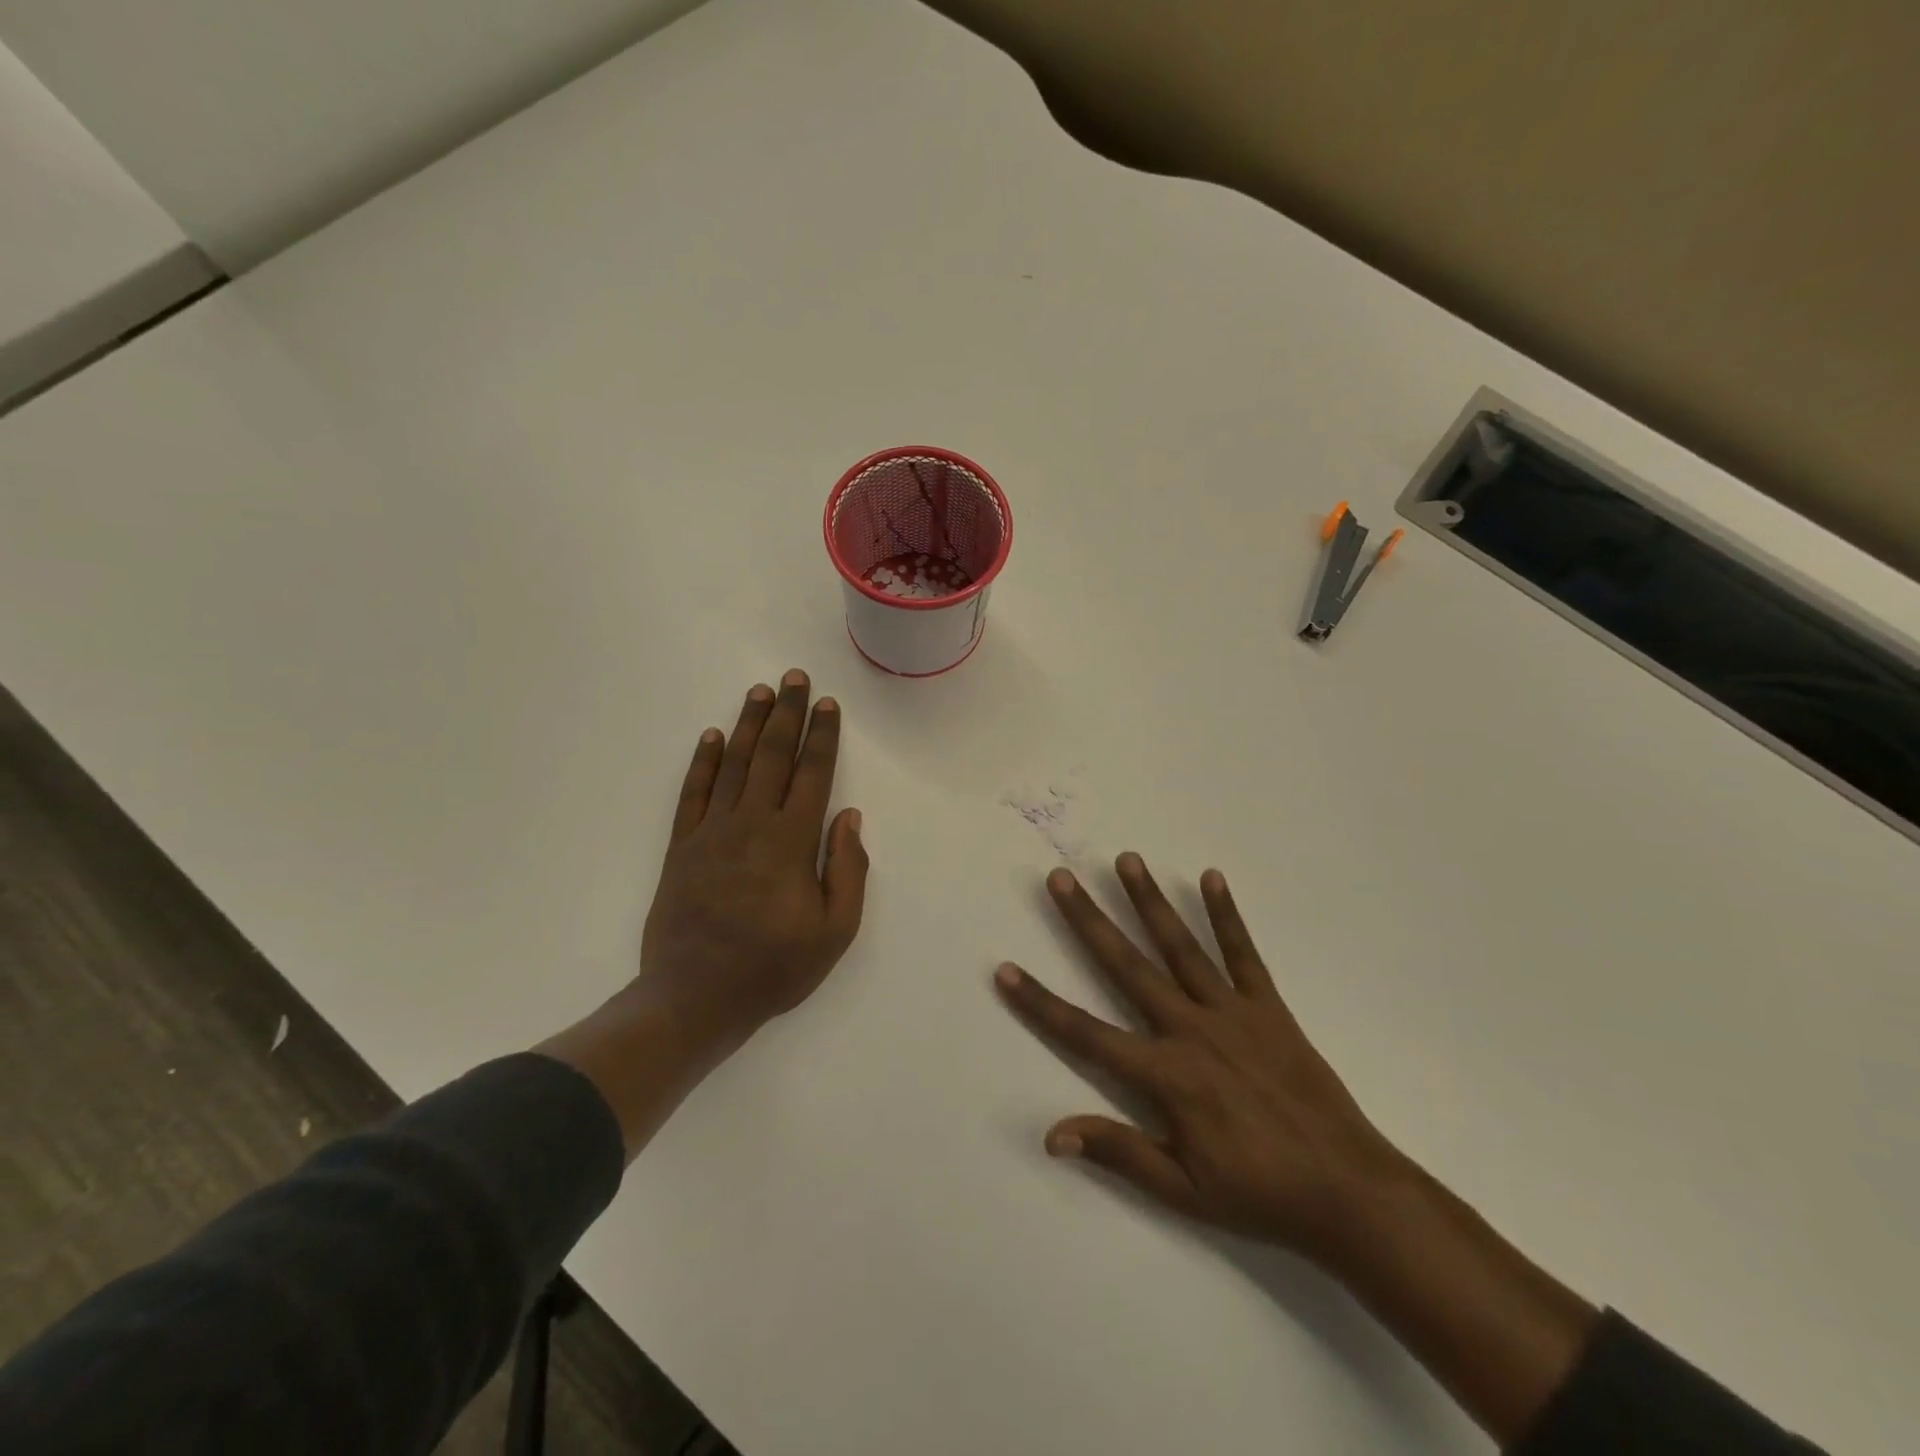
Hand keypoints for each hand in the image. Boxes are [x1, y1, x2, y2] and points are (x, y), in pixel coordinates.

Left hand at [639, 669, 869, 1055]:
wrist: (694, 998)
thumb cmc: (773, 967)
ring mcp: (711, 832)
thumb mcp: (834, 931)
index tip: (827, 705)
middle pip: (773, 756)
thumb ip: (847, 869)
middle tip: (794, 678)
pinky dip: (702, 762)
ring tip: (760, 692)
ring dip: (749, 725)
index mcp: (791, 842)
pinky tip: (712, 737)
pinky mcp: (681, 847)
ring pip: (733, 765)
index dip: (822, 736)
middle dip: (787, 714)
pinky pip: (692, 793)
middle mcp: (751, 824)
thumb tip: (849, 817)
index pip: (812, 774)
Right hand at [996, 854, 1407, 1266]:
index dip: (1040, 1002)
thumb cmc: (1259, 1194)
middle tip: (1062, 878)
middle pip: (1127, 965)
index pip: (1085, 1033)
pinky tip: (1210, 878)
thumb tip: (1052, 1135)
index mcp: (1166, 1075)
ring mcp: (1232, 1012)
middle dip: (1089, 920)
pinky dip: (1226, 915)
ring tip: (1126, 859)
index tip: (1005, 970)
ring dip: (1149, 901)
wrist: (1349, 1192)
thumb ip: (1118, 1152)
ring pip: (1181, 946)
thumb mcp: (1182, 1189)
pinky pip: (1243, 954)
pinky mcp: (1268, 1007)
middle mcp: (1191, 1029)